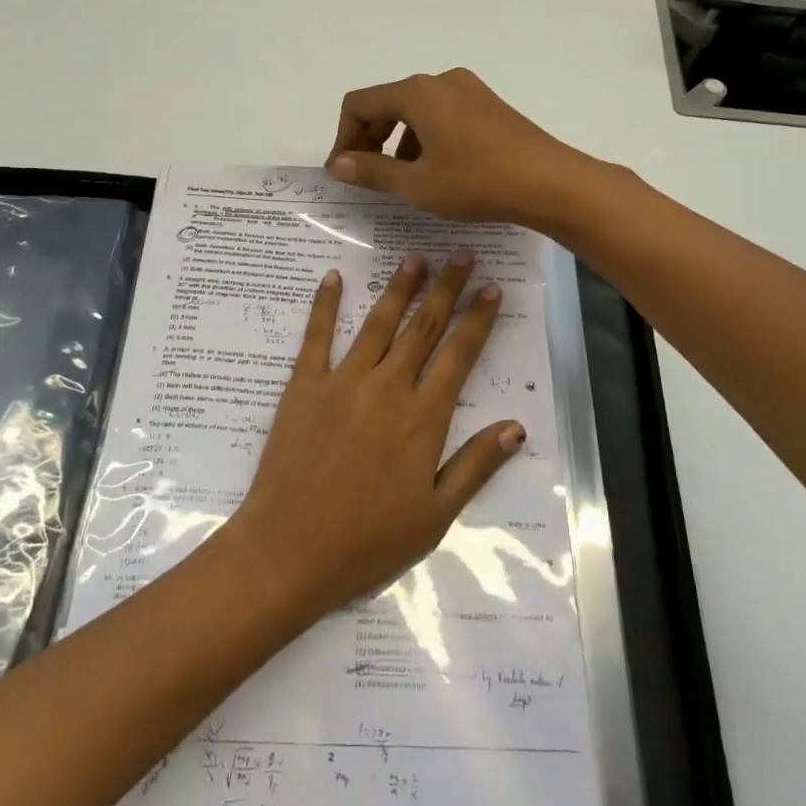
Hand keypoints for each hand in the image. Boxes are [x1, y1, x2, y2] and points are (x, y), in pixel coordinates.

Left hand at [228, 252, 523, 617]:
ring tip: (416, 258)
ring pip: (379, 324)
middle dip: (447, 289)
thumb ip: (476, 465)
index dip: (478, 320)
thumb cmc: (367, 541)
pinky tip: (333, 277)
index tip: (492, 288)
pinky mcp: (304, 386)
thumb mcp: (435, 515)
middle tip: (462, 254)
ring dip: (400, 288)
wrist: (289, 550)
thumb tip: (517, 427)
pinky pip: (317, 336)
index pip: (459, 356)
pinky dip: (326, 305)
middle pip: (424, 328)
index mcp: (423, 418)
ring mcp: (342, 382)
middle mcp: (387, 388)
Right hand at [325, 68, 598, 226]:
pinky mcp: (489, 106)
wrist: (550, 183)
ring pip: (416, 111)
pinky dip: (426, 139)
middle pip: (387, 103)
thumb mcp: (416, 184)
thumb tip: (337, 164)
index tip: (344, 173)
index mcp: (417, 93)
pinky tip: (436, 172)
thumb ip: (372, 171)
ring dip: (398, 142)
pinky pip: (442, 115)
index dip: (343, 138)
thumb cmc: (477, 182)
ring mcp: (468, 90)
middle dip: (369, 139)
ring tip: (401, 180)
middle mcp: (440, 81)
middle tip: (365, 177)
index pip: (359, 104)